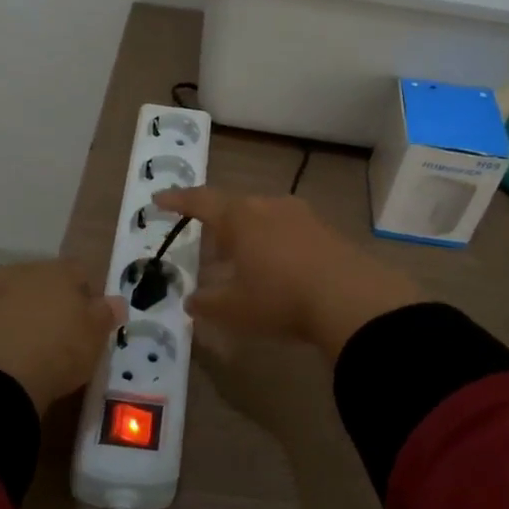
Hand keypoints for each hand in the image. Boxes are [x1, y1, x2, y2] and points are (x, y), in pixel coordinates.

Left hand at [0, 260, 122, 413]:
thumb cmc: (58, 349)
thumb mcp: (95, 335)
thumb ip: (107, 314)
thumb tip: (116, 301)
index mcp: (59, 269)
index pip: (81, 272)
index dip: (88, 296)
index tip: (91, 323)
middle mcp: (25, 271)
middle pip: (47, 283)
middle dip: (56, 303)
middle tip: (65, 336)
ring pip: (20, 300)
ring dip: (29, 317)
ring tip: (37, 350)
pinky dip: (7, 334)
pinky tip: (14, 358)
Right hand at [152, 188, 421, 358]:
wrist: (350, 297)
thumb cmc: (280, 298)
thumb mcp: (234, 309)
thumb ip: (206, 303)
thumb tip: (190, 300)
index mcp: (239, 216)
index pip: (200, 201)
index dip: (177, 201)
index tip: (158, 199)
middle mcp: (267, 205)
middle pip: (233, 208)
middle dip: (217, 226)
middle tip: (206, 246)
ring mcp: (299, 213)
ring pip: (261, 217)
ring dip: (246, 235)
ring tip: (241, 261)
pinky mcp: (324, 228)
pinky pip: (286, 229)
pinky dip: (272, 243)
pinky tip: (276, 268)